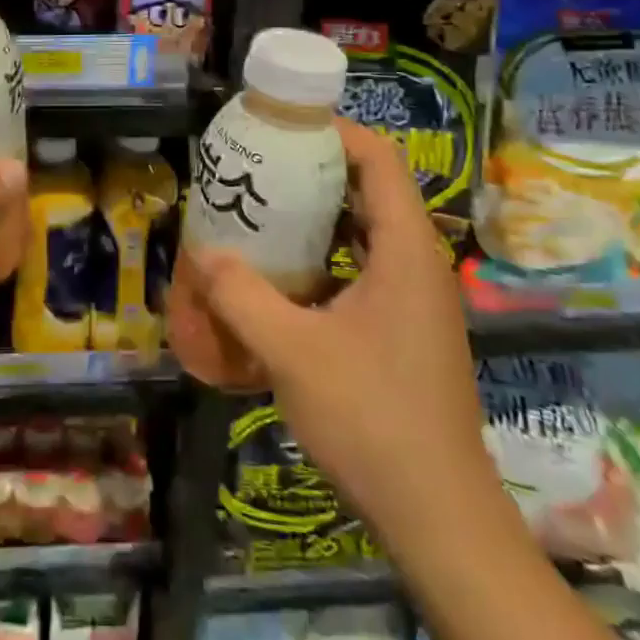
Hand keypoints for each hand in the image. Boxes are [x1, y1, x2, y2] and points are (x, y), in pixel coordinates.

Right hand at [184, 119, 492, 527]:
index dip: (336, 131)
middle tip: (261, 165)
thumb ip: (241, 295)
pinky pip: (366, 267)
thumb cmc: (371, 418)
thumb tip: (201, 252)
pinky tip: (285, 274)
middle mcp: (419, 262)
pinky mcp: (408, 327)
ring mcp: (417, 297)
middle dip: (316, 170)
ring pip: (368, 229)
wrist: (438, 515)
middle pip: (372, 188)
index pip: (379, 160)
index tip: (283, 124)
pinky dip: (328, 255)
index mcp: (406, 250)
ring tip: (264, 208)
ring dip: (320, 214)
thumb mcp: (291, 352)